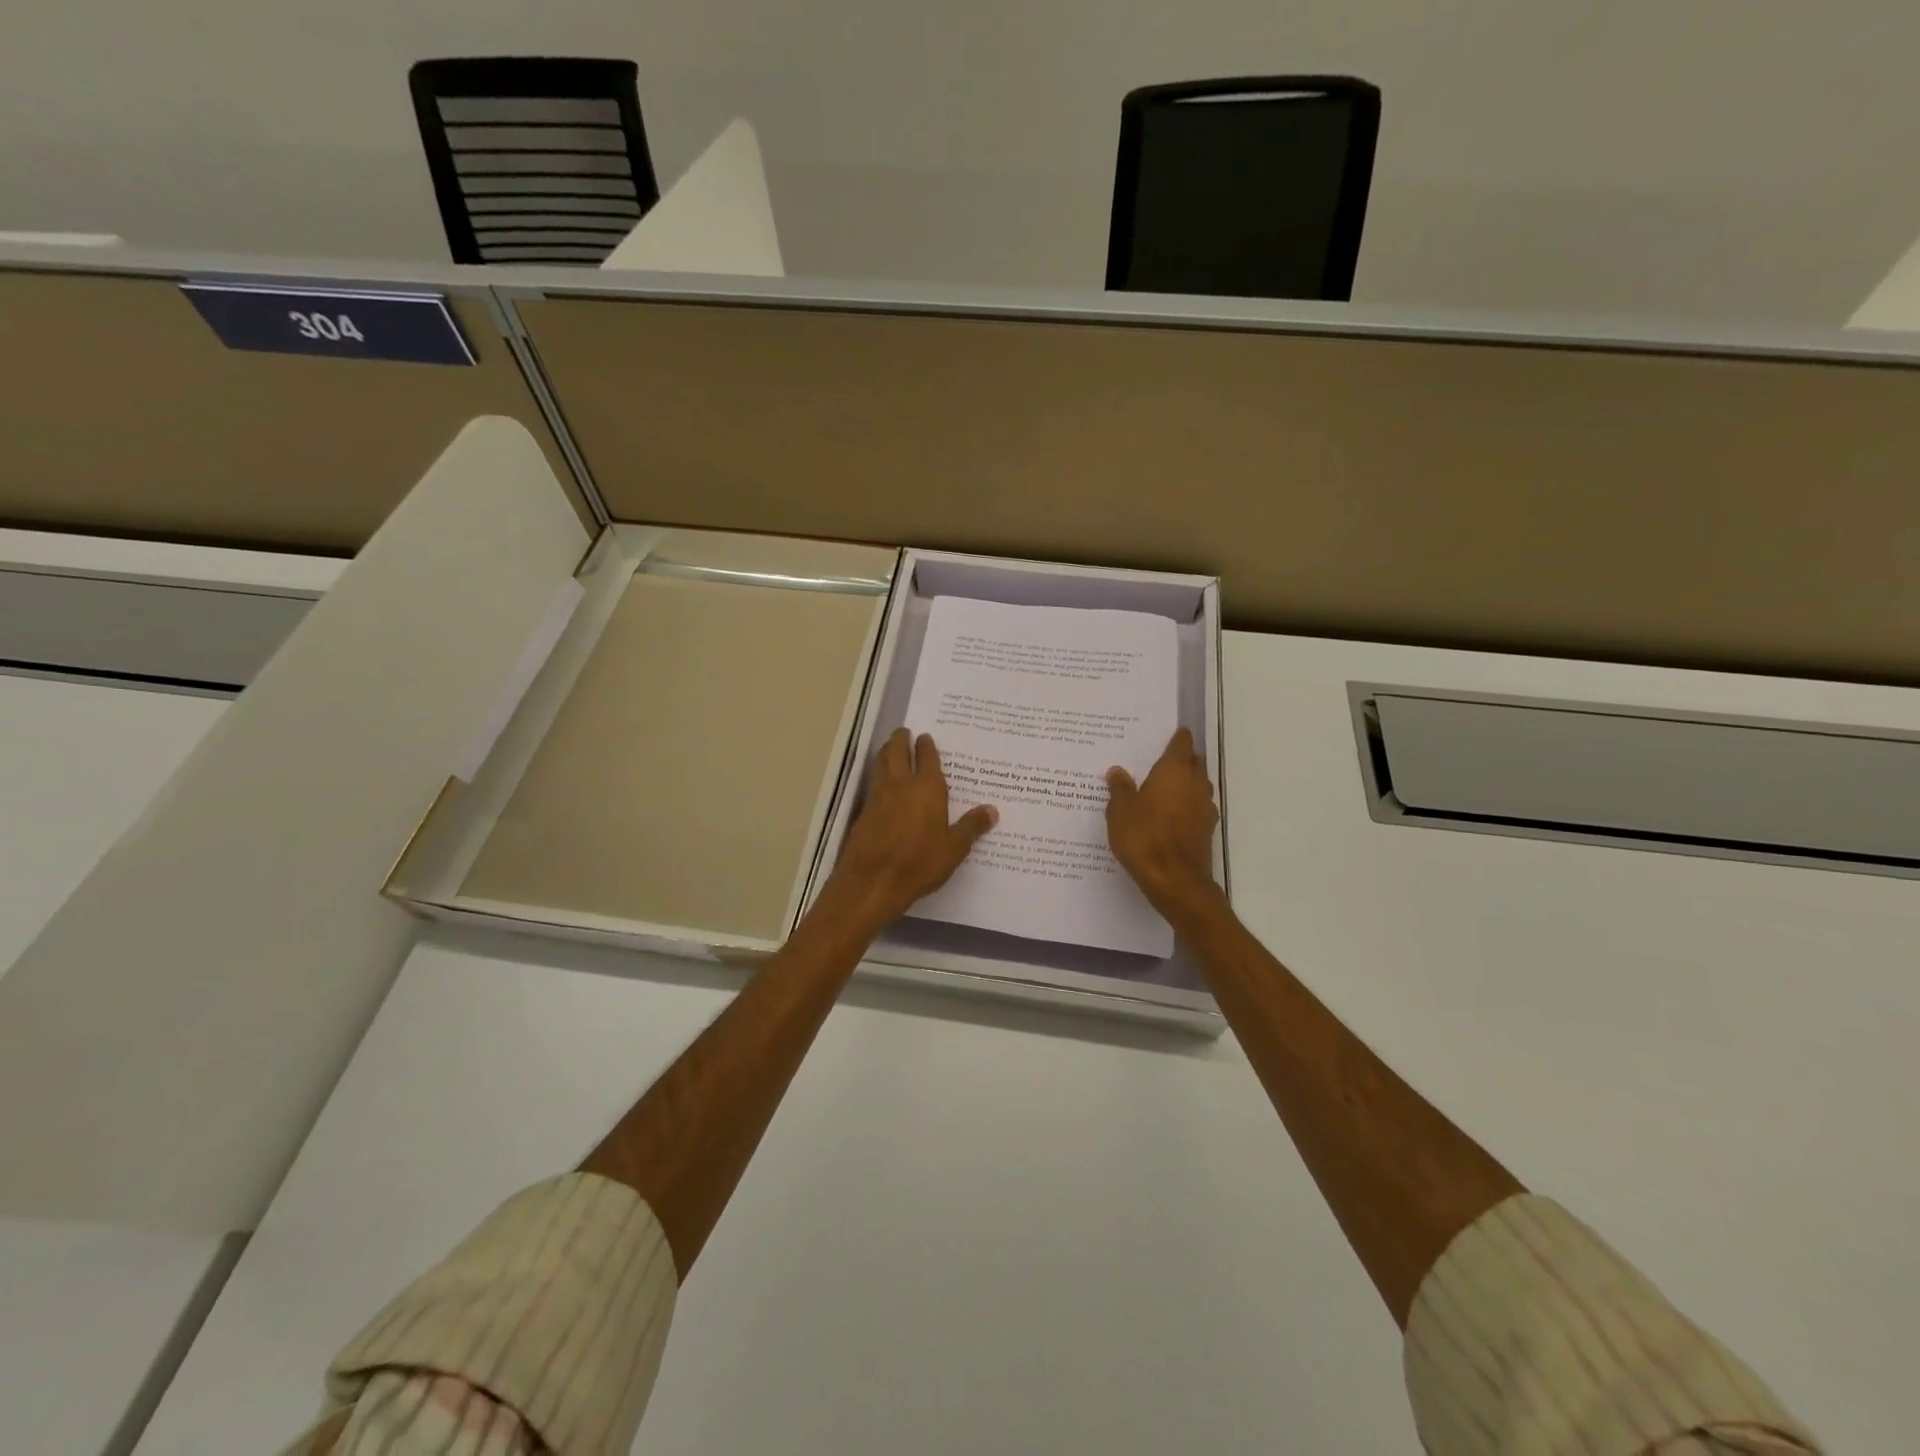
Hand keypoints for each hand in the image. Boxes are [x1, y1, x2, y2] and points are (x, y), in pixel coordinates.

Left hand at [825, 729, 996, 932]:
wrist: (873, 880)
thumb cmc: (919, 863)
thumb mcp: (954, 848)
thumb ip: (971, 827)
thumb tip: (992, 810)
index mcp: (928, 789)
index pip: (927, 757)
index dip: (926, 745)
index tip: (925, 737)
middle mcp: (901, 785)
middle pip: (897, 751)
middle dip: (900, 739)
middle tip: (904, 732)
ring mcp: (879, 796)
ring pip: (881, 763)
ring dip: (886, 752)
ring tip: (891, 749)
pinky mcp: (864, 811)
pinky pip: (873, 783)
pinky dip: (879, 775)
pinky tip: (883, 784)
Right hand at [1106, 727, 1219, 920]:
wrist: (1175, 881)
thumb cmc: (1144, 838)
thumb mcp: (1120, 812)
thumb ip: (1120, 789)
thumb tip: (1117, 771)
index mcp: (1173, 771)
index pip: (1182, 744)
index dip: (1178, 737)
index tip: (1172, 733)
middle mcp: (1194, 783)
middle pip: (1194, 762)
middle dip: (1183, 758)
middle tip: (1161, 759)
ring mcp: (1204, 807)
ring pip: (1198, 785)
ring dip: (1186, 782)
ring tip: (1164, 787)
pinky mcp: (1207, 829)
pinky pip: (1197, 807)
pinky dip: (1187, 804)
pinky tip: (1171, 814)